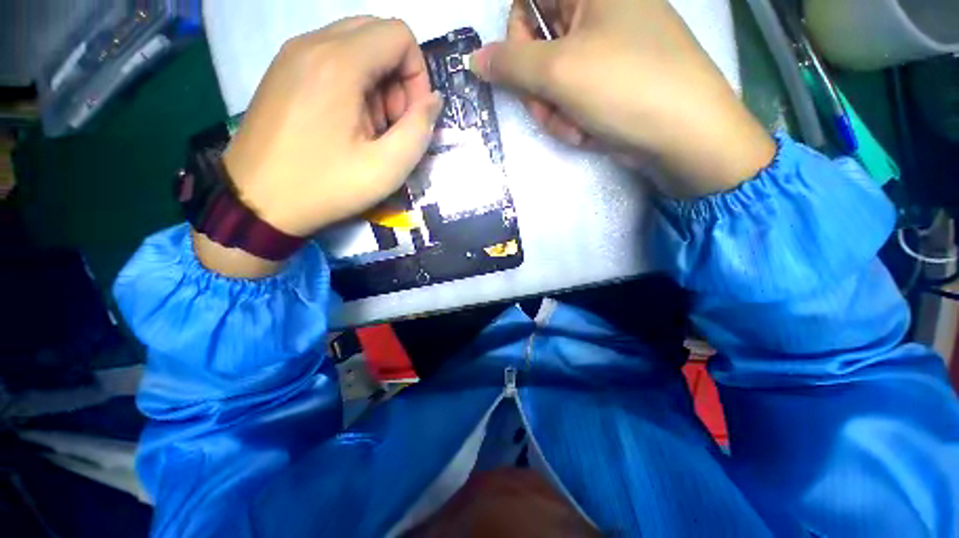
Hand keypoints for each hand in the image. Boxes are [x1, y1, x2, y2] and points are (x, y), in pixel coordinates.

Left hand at [194, 17, 441, 277]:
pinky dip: (353, 84)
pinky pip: (332, 58)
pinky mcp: (283, 70)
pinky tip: (347, 123)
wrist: (256, 201)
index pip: (400, 35)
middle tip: (392, 123)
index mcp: (338, 63)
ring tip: (369, 128)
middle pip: (378, 34)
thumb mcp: (387, 168)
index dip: (418, 74)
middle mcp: (312, 44)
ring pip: (356, 45)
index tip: (411, 117)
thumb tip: (434, 100)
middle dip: (398, 77)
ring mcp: (293, 54)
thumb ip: (420, 129)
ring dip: (377, 83)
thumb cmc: (325, 186)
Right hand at [471, 0, 775, 197]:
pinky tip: (590, 133)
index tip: (523, 70)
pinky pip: (571, 100)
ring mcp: (604, 53)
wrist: (683, 136)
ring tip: (578, 127)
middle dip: (539, 90)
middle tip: (553, 109)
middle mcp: (598, 15)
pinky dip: (573, 121)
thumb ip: (510, 63)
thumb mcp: (559, 71)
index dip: (517, 36)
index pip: (528, 0)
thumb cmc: (625, 87)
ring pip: (552, 83)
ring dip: (556, 113)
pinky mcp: (608, 85)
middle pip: (538, 49)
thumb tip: (475, 60)